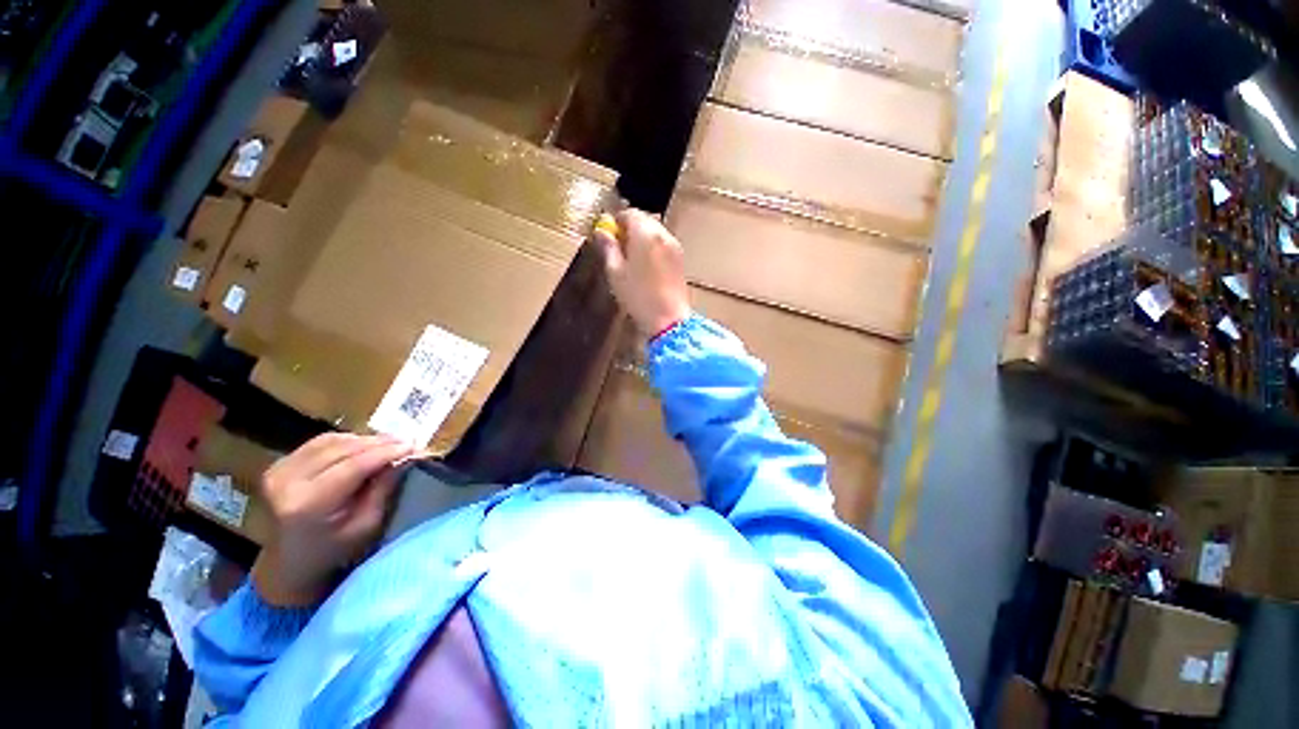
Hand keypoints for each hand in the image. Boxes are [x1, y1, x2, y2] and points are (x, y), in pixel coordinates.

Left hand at [252, 433, 413, 606]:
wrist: (290, 563)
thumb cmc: (334, 550)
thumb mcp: (366, 525)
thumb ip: (383, 489)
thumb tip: (403, 458)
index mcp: (307, 504)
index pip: (353, 466)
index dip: (386, 452)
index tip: (414, 446)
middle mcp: (287, 482)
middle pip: (343, 449)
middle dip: (380, 443)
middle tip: (407, 442)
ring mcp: (279, 471)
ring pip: (332, 441)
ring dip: (364, 440)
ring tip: (389, 444)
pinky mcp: (279, 465)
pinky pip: (320, 442)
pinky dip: (347, 440)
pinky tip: (363, 447)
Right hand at [594, 209, 691, 338]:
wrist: (668, 319)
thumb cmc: (638, 297)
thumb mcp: (615, 272)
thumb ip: (608, 248)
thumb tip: (601, 232)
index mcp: (645, 234)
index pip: (629, 213)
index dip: (616, 221)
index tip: (607, 235)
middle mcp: (663, 235)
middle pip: (644, 220)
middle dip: (629, 229)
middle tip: (617, 248)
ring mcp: (674, 246)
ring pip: (654, 232)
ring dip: (641, 238)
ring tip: (631, 260)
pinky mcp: (680, 259)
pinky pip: (663, 244)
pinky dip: (652, 248)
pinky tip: (645, 268)